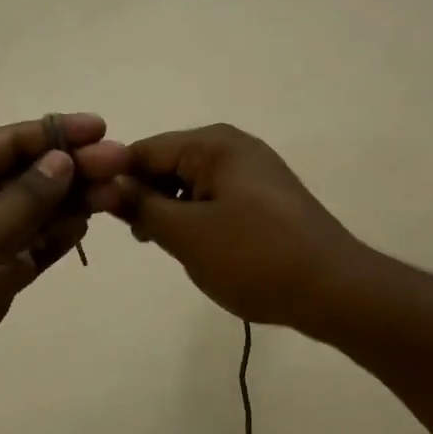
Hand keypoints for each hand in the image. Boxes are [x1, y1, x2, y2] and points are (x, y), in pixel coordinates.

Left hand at [0, 114, 127, 428]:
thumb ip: (24, 198)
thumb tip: (62, 159)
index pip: (10, 142)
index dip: (56, 133)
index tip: (101, 129)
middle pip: (30, 174)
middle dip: (73, 167)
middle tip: (122, 163)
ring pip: (38, 210)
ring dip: (74, 200)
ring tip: (117, 192)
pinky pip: (35, 245)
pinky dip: (59, 235)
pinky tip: (86, 224)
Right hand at [102, 123, 361, 329]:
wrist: (335, 290)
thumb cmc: (255, 257)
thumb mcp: (187, 234)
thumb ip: (141, 206)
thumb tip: (106, 186)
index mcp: (213, 144)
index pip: (144, 150)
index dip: (116, 180)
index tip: (98, 215)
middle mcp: (233, 146)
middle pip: (168, 163)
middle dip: (147, 198)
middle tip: (141, 239)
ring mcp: (253, 171)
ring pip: (190, 183)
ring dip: (172, 212)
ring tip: (171, 249)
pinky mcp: (265, 197)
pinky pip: (216, 198)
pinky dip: (199, 219)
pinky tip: (201, 249)